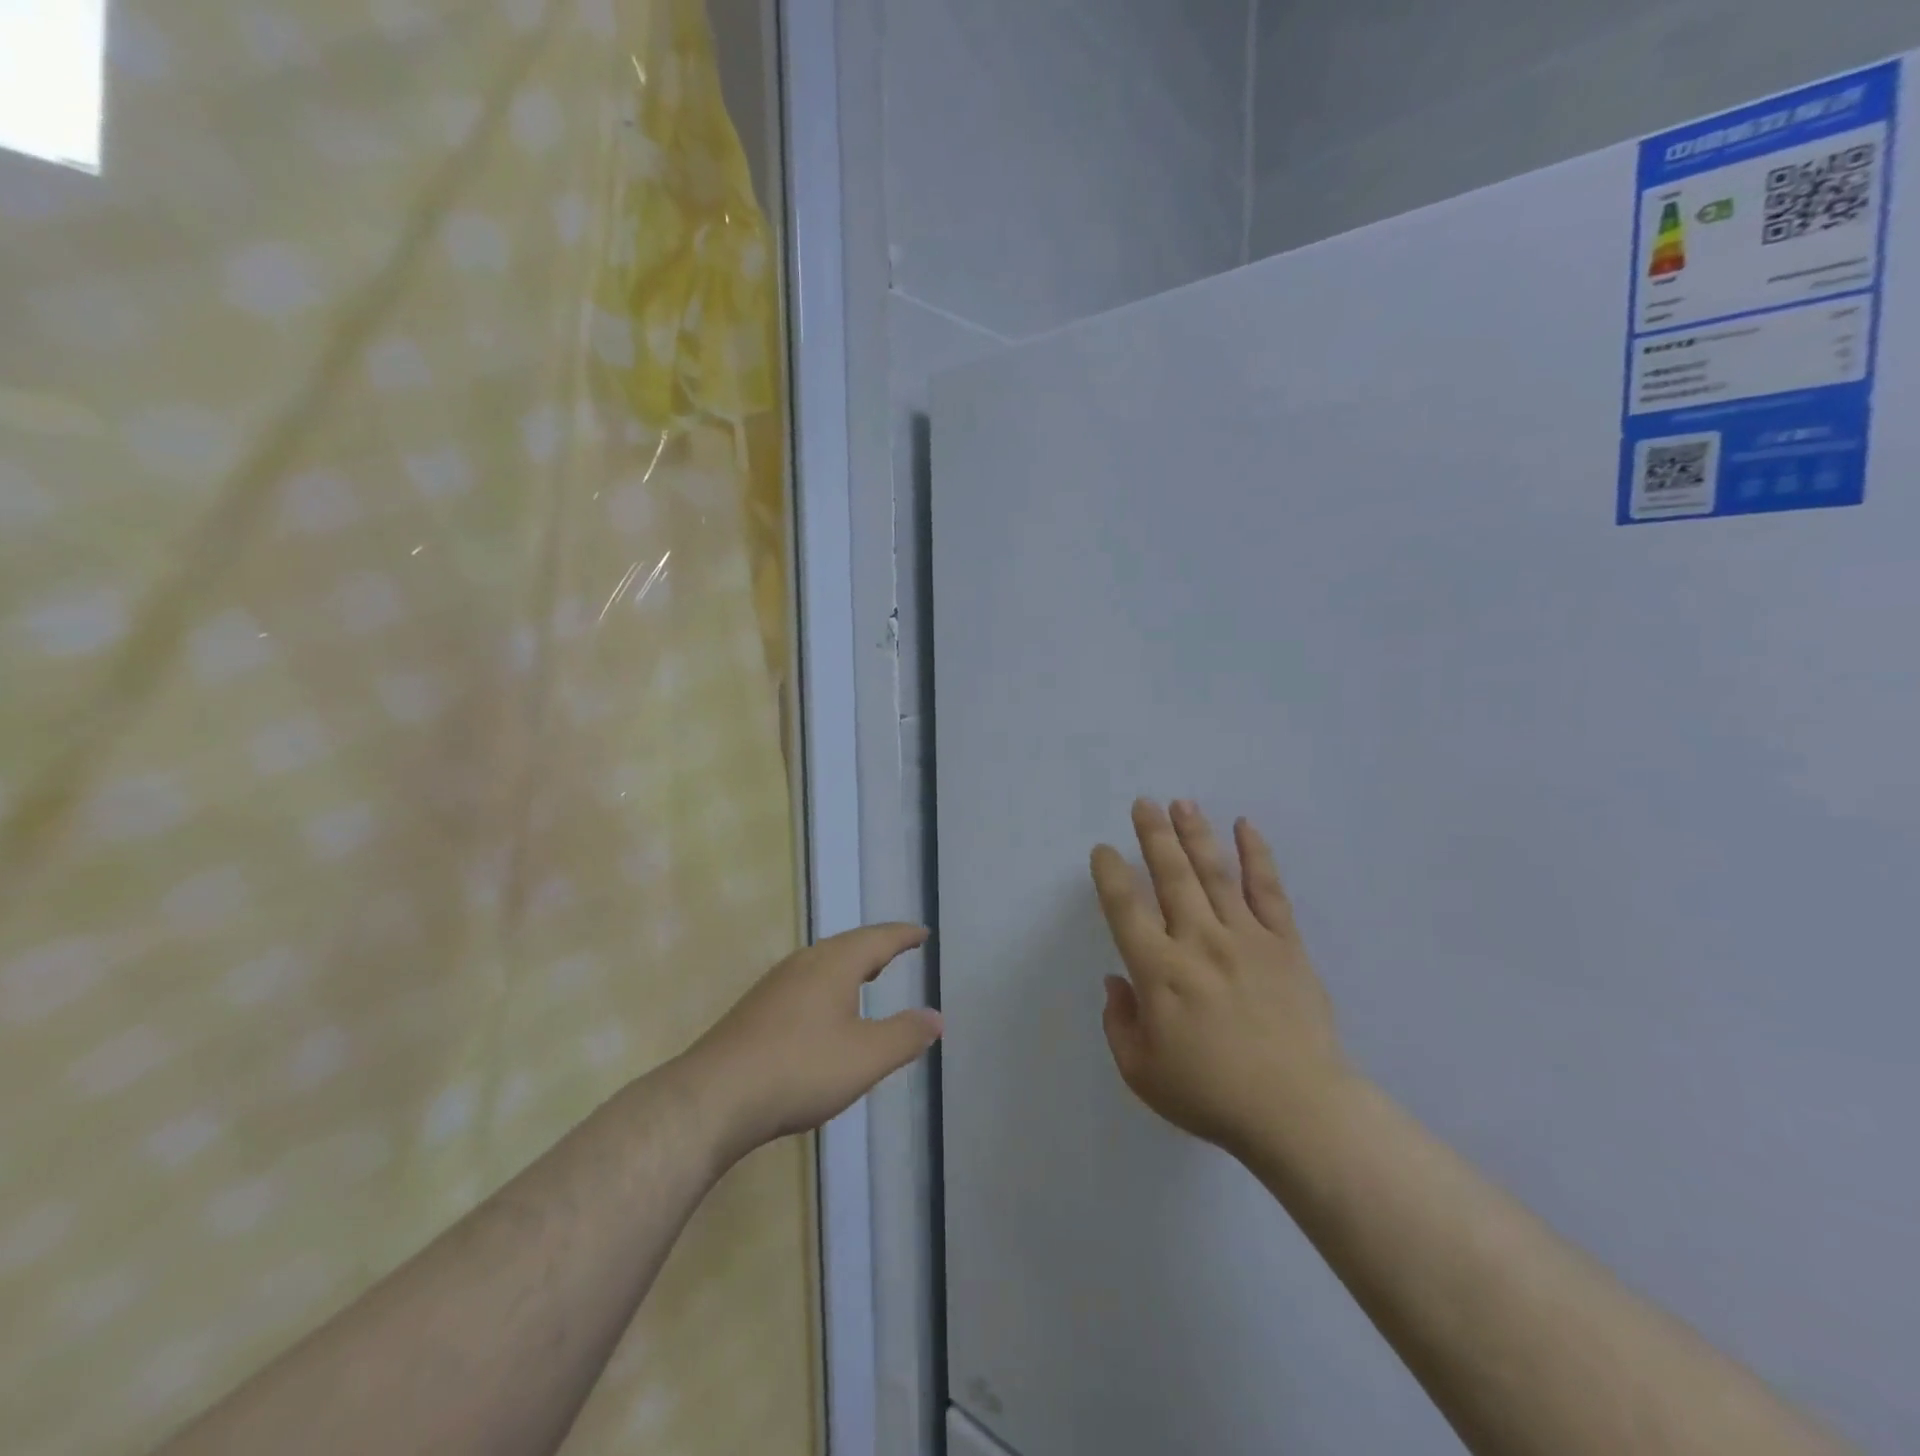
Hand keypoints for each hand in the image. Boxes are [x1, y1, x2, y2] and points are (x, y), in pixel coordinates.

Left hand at [683, 924, 942, 1156]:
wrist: (715, 1097)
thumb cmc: (801, 1068)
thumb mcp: (866, 1057)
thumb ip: (905, 1035)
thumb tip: (937, 1017)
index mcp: (834, 964)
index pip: (878, 939)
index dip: (903, 936)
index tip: (922, 933)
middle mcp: (804, 963)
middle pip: (847, 945)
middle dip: (876, 947)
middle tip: (898, 949)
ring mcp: (775, 985)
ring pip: (822, 963)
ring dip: (849, 965)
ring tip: (866, 975)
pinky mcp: (755, 1009)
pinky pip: (803, 982)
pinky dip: (827, 985)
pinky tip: (823, 1011)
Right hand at [1090, 800, 1348, 1158]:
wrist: (1298, 1112)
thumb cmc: (1211, 1096)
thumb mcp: (1141, 1072)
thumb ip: (1119, 1022)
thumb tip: (1117, 980)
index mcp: (1159, 972)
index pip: (1125, 908)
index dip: (1110, 874)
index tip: (1104, 851)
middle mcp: (1198, 942)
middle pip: (1171, 876)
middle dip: (1153, 835)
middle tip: (1143, 803)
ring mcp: (1245, 938)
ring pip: (1214, 873)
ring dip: (1195, 834)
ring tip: (1181, 803)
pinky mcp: (1285, 944)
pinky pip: (1268, 891)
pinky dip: (1256, 856)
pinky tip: (1245, 827)